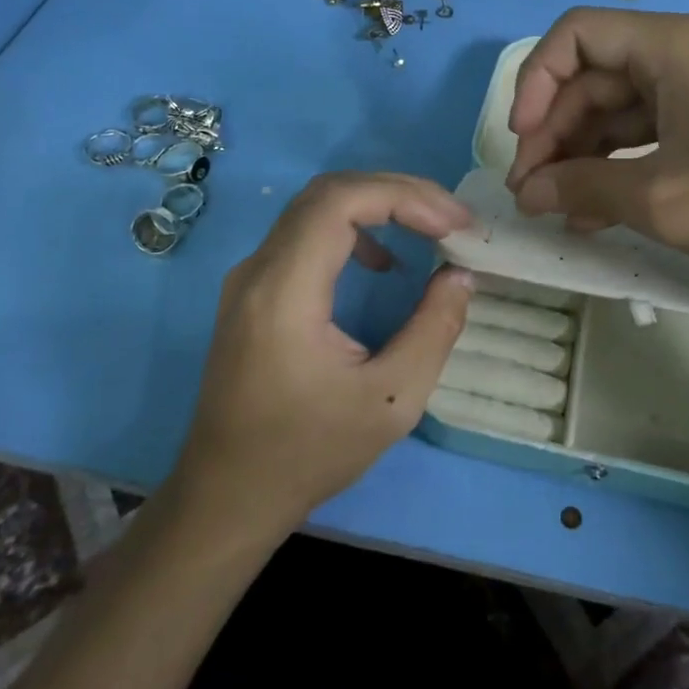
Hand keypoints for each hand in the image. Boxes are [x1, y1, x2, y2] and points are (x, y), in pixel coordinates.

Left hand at [170, 173, 473, 539]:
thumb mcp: (391, 401)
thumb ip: (433, 330)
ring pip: (317, 207)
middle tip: (452, 219)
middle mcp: (259, 269)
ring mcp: (251, 276)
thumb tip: (460, 275)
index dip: (404, 197)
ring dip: (378, 206)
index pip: (341, 202)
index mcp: (285, 292)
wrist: (228, 495)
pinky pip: (306, 233)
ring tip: (429, 229)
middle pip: (330, 193)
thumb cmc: (308, 454)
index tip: (453, 224)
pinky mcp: (254, 290)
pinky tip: (383, 263)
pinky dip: (354, 228)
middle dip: (399, 193)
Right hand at [505, 9, 688, 278]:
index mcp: (671, 46)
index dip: (534, 83)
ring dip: (584, 156)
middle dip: (555, 133)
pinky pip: (654, 133)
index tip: (521, 142)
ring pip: (622, 110)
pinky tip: (600, 211)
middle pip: (595, 77)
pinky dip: (622, 166)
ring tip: (560, 210)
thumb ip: (583, 189)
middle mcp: (686, 54)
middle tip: (532, 193)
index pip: (575, 36)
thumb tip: (527, 193)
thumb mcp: (662, 199)